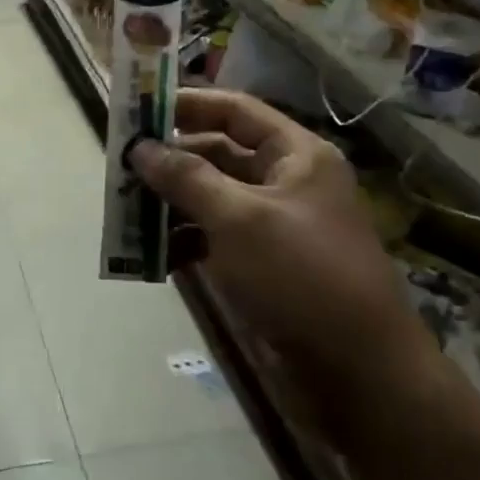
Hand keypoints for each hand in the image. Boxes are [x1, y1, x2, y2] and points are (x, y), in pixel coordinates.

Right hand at [131, 89, 430, 393]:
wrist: (359, 375)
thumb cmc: (302, 277)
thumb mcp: (238, 219)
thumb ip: (185, 177)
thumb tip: (139, 148)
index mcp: (295, 156)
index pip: (234, 110)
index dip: (186, 104)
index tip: (137, 110)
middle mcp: (284, 182)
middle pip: (216, 154)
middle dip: (169, 160)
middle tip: (120, 167)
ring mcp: (273, 226)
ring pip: (210, 198)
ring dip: (169, 203)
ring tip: (126, 211)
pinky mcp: (261, 265)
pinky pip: (213, 237)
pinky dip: (183, 242)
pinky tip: (153, 256)